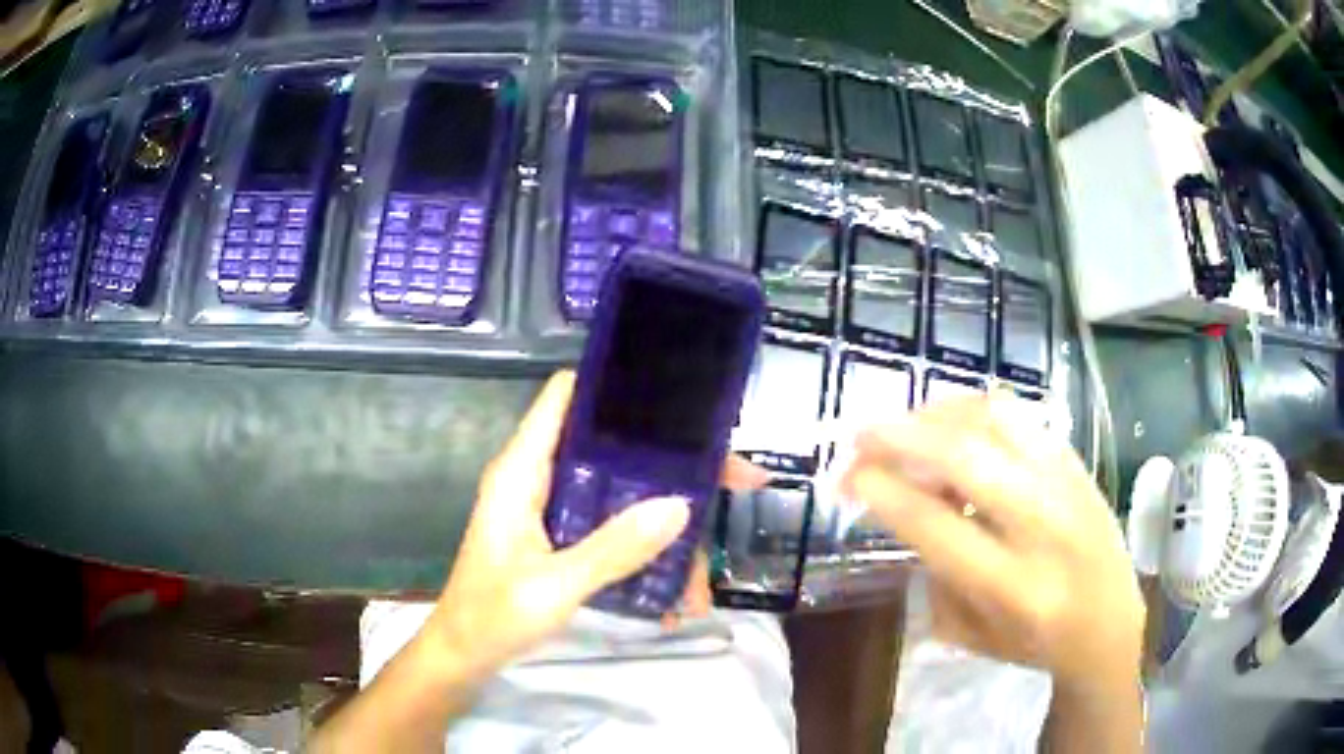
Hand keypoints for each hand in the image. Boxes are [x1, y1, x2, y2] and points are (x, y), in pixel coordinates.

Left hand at [423, 371, 765, 680]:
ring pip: (622, 493)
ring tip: (705, 574)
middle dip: (674, 464)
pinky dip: (647, 552)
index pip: (568, 395)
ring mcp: (553, 509)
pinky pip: (614, 528)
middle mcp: (540, 478)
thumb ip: (612, 548)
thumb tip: (681, 506)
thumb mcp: (553, 586)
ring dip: (667, 524)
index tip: (681, 396)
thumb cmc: (492, 616)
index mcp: (523, 469)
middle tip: (736, 481)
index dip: (619, 384)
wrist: (464, 656)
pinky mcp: (562, 538)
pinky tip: (674, 594)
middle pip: (613, 446)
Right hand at [840, 393, 1143, 688]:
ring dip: (937, 413)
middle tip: (860, 434)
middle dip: (900, 437)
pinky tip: (951, 419)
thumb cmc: (1036, 643)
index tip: (849, 476)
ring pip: (995, 420)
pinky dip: (974, 409)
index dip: (882, 491)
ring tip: (905, 423)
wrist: (1110, 623)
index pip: (934, 525)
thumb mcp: (973, 634)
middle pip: (964, 457)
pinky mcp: (1076, 462)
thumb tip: (907, 508)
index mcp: (1011, 586)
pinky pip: (1020, 415)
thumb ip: (935, 574)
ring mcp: (1065, 484)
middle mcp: (1042, 526)